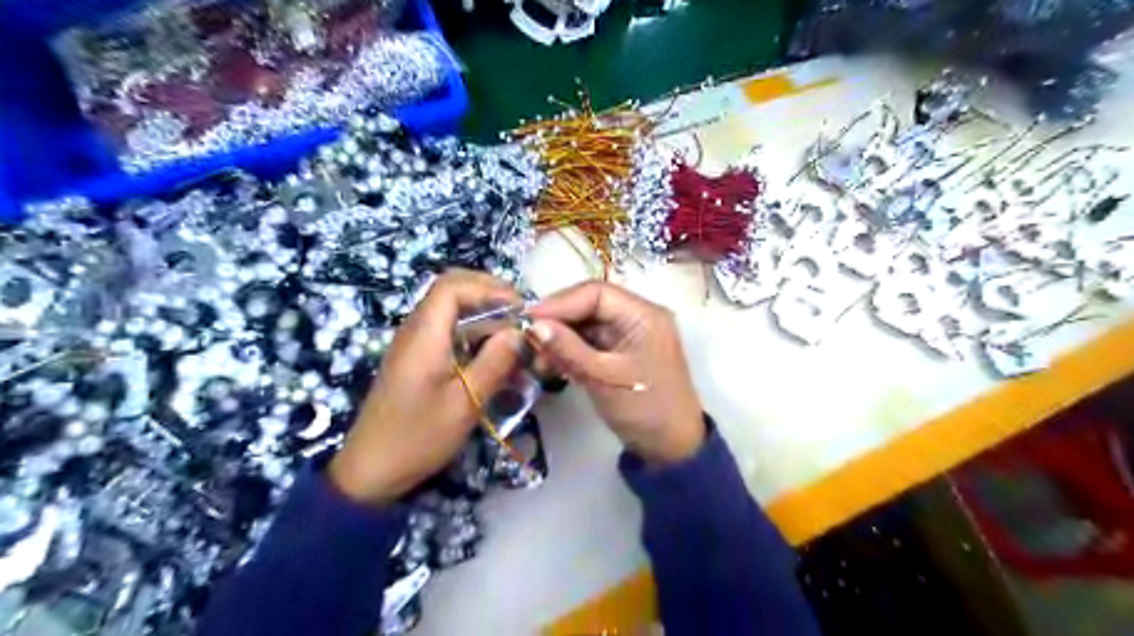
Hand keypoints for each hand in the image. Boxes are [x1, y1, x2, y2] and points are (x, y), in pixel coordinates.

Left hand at [328, 269, 522, 505]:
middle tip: (521, 316)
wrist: (371, 471)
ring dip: (485, 318)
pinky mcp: (418, 360)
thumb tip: (520, 332)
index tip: (521, 308)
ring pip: (453, 312)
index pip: (453, 286)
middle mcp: (416, 331)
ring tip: (515, 339)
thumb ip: (495, 363)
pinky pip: (449, 333)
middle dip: (490, 296)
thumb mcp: (465, 403)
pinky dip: (475, 336)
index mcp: (424, 335)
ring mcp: (415, 345)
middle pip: (452, 291)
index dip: (490, 288)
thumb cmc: (418, 437)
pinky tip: (496, 358)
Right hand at [527, 281, 706, 462]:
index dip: (560, 302)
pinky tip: (551, 361)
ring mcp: (630, 334)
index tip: (529, 319)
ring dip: (561, 336)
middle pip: (590, 304)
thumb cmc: (644, 409)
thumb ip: (568, 349)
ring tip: (536, 355)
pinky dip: (571, 349)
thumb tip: (534, 325)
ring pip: (588, 323)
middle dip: (558, 320)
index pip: (596, 293)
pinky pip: (592, 340)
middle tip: (528, 338)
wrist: (672, 448)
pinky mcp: (622, 351)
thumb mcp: (603, 378)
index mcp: (643, 315)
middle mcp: (638, 316)